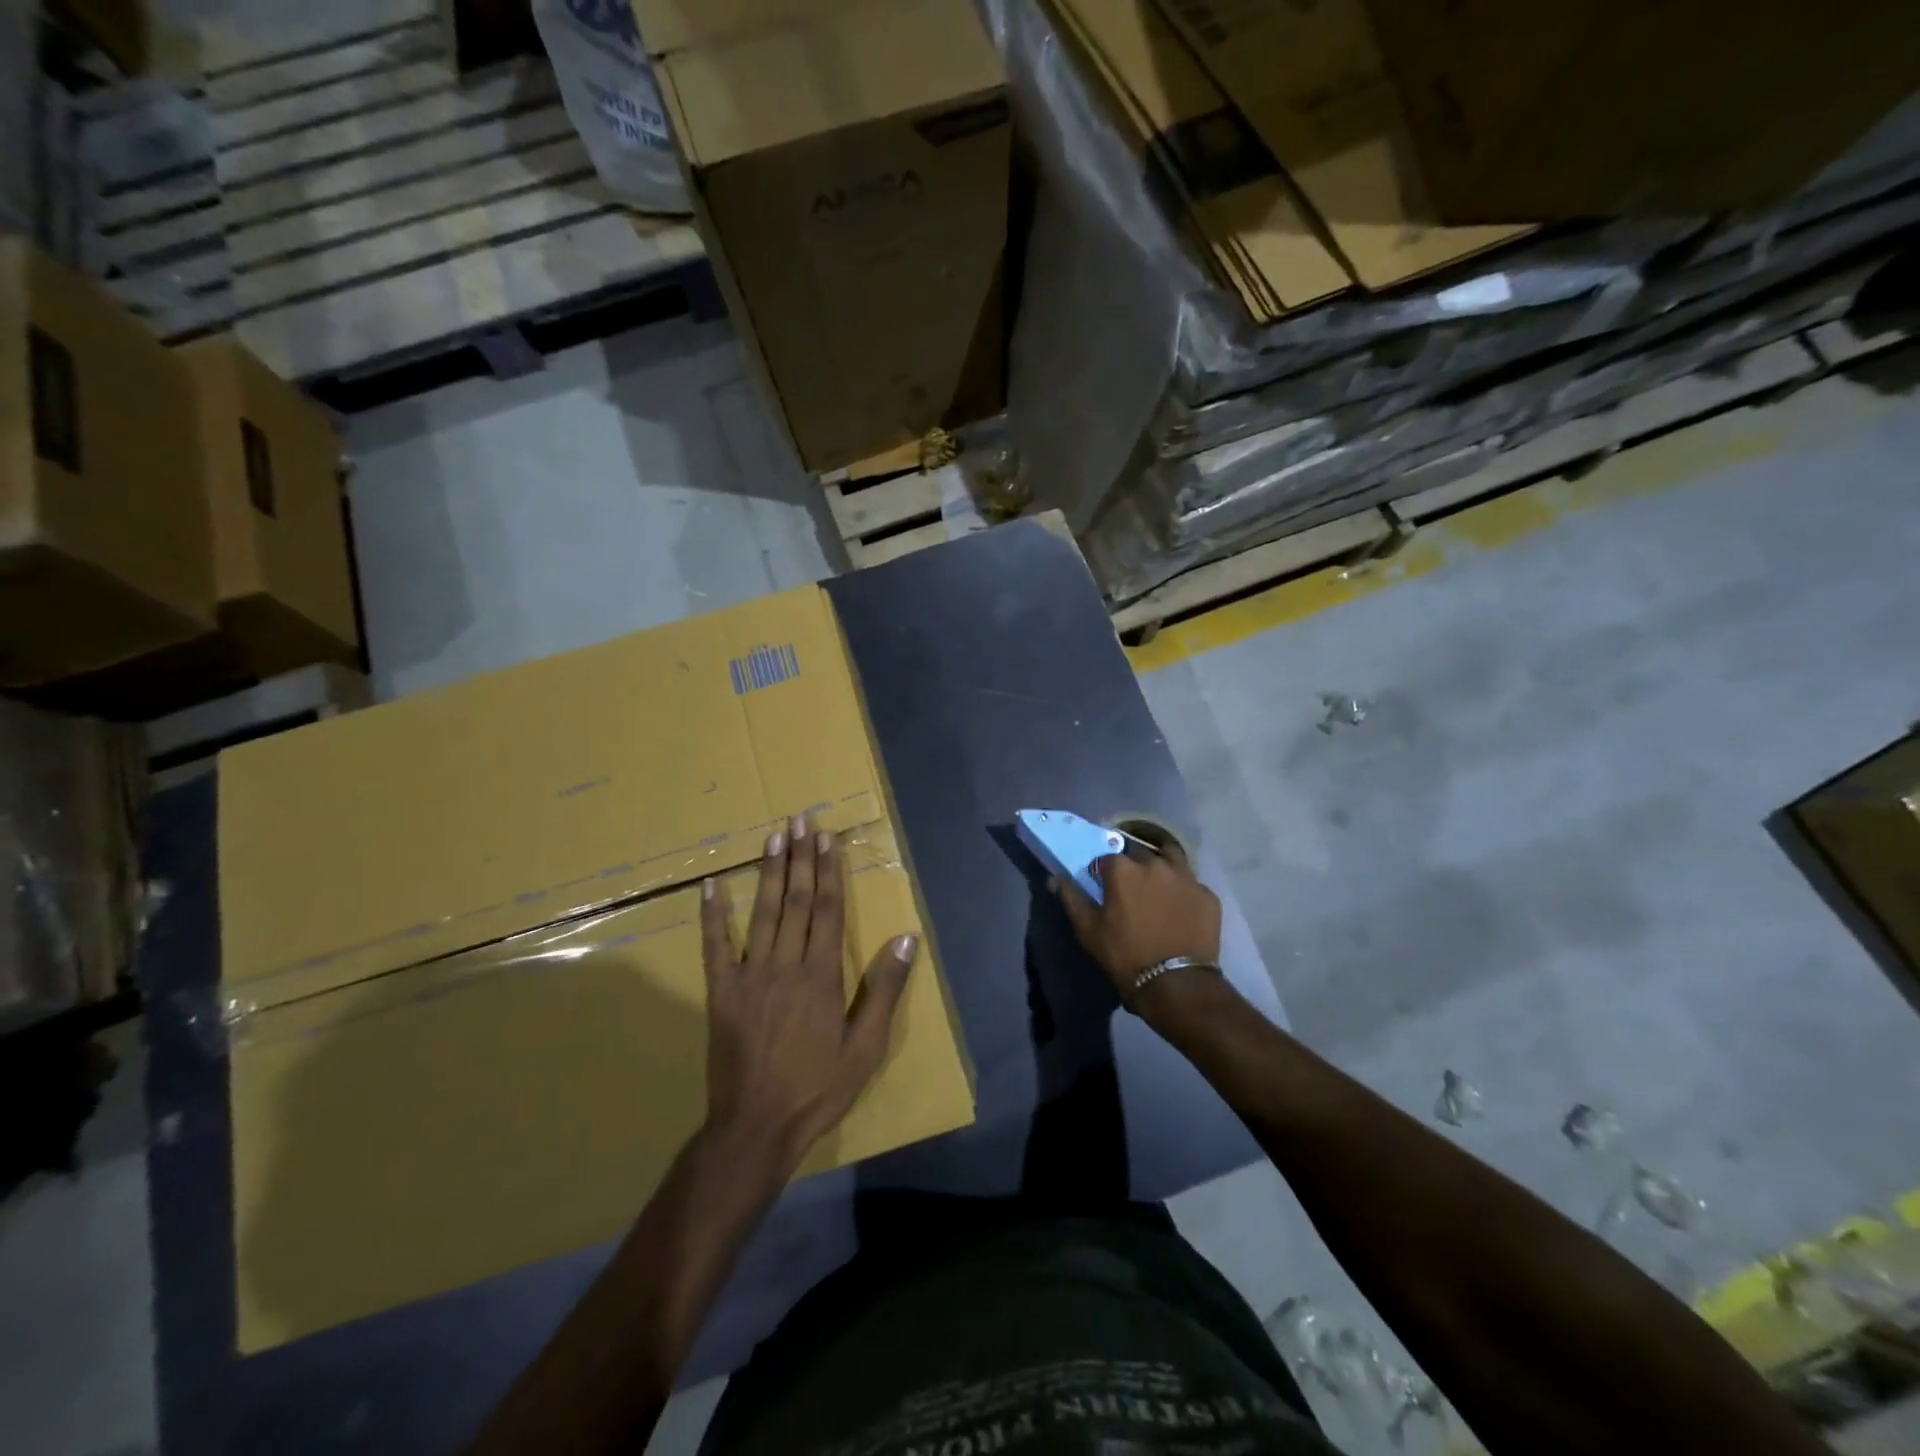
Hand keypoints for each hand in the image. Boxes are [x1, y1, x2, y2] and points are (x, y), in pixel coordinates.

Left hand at [701, 813, 918, 1170]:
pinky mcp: (721, 992)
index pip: (827, 909)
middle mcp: (785, 964)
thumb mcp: (867, 1047)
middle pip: (795, 900)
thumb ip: (885, 989)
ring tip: (774, 835)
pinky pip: (714, 946)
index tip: (828, 837)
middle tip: (801, 819)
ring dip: (768, 871)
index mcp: (821, 975)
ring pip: (762, 912)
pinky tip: (711, 885)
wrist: (756, 1127)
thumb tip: (907, 938)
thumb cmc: (819, 1088)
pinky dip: (713, 914)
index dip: (828, 870)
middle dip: (801, 856)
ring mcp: (749, 976)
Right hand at [1054, 843, 1221, 1006]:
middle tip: (1131, 892)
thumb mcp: (1088, 930)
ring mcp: (1186, 877)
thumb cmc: (1125, 955)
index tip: (1104, 891)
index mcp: (1123, 869)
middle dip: (1133, 867)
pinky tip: (1180, 910)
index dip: (1103, 874)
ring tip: (1158, 890)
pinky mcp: (1208, 895)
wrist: (1176, 984)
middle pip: (1139, 854)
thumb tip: (1055, 878)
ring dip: (1161, 869)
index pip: (1106, 859)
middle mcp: (1155, 863)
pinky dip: (1183, 892)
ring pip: (1171, 860)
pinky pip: (1191, 885)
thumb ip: (1071, 898)